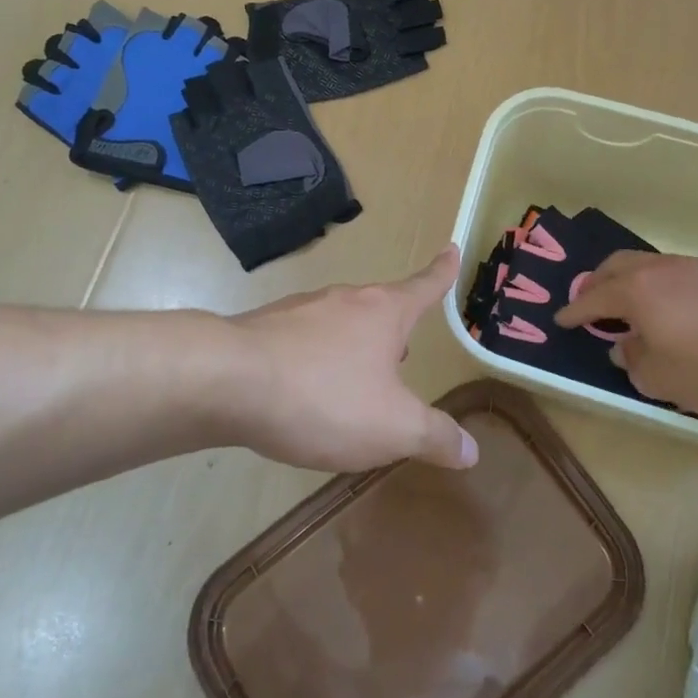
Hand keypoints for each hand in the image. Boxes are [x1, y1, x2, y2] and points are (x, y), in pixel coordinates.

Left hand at [224, 246, 476, 472]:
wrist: (226, 380)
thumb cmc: (324, 397)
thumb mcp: (392, 427)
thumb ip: (433, 436)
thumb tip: (470, 450)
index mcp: (383, 313)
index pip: (424, 286)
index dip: (443, 272)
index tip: (452, 248)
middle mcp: (344, 300)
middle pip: (379, 308)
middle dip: (393, 330)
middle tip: (401, 357)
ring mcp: (300, 310)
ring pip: (339, 324)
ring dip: (351, 348)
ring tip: (351, 384)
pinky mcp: (264, 327)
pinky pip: (302, 341)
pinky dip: (313, 361)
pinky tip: (302, 392)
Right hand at [555, 253, 697, 419]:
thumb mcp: (663, 380)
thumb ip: (634, 363)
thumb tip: (625, 347)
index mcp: (634, 292)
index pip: (592, 299)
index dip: (574, 312)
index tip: (561, 319)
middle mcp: (656, 270)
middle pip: (614, 267)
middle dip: (596, 283)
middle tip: (589, 303)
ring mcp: (690, 266)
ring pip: (645, 266)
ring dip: (629, 282)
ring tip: (629, 306)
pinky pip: (671, 273)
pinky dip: (657, 287)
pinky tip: (670, 309)